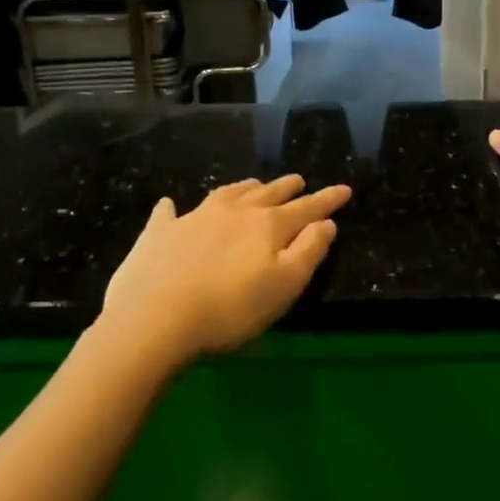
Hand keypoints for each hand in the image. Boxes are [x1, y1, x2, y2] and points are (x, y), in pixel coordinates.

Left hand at [101, 174, 350, 366]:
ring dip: (246, 188)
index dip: (327, 199)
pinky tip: (171, 204)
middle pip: (268, 193)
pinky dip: (174, 207)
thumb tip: (327, 223)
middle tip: (300, 180)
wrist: (154, 319)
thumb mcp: (285, 285)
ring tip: (255, 185)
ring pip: (228, 194)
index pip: (306, 208)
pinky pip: (169, 212)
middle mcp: (234, 212)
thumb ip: (310, 251)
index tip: (345, 189)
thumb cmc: (230, 308)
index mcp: (268, 226)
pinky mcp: (159, 233)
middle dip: (287, 187)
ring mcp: (194, 218)